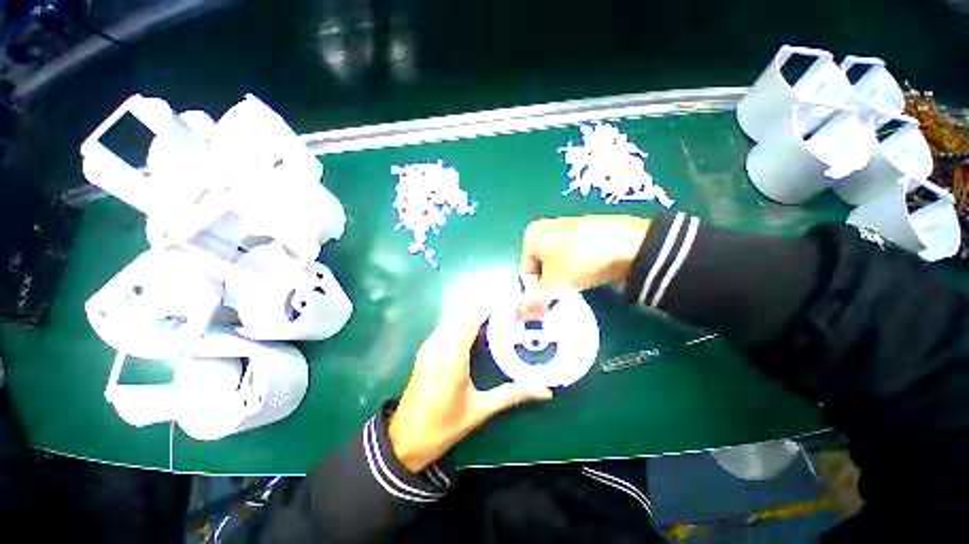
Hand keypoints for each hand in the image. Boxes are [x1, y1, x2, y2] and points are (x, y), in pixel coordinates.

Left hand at [388, 283, 553, 472]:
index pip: (470, 318)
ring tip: (495, 313)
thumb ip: (512, 395)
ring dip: (472, 311)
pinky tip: (478, 329)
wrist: (405, 439)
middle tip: (506, 306)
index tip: (508, 301)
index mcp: (452, 357)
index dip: (488, 305)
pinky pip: (446, 325)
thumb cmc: (443, 426)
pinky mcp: (426, 348)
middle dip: (483, 304)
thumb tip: (545, 391)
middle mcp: (438, 344)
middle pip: (460, 311)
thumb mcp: (480, 411)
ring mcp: (429, 345)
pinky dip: (462, 321)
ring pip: (452, 316)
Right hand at [520, 215, 650, 290]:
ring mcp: (568, 226)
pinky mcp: (587, 230)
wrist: (629, 244)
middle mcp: (546, 226)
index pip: (526, 271)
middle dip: (550, 282)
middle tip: (564, 293)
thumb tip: (520, 316)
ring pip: (558, 261)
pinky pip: (574, 254)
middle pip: (541, 266)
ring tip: (579, 282)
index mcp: (532, 234)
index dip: (536, 290)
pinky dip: (577, 265)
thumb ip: (535, 301)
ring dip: (564, 275)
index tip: (549, 299)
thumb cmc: (579, 261)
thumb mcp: (554, 285)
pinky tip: (590, 272)